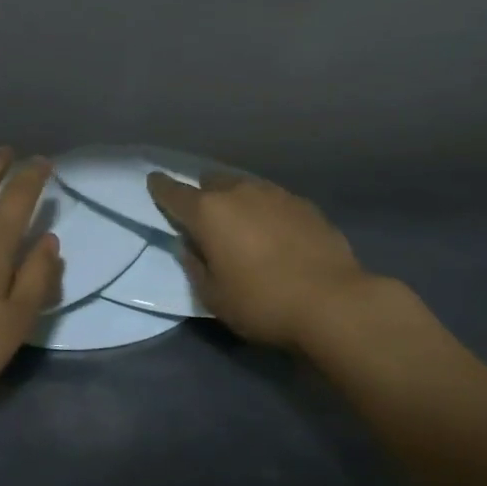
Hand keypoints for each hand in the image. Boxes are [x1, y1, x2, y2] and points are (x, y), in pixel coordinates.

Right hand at [147, 171, 377, 350]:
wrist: (332, 302)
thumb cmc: (262, 303)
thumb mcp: (214, 297)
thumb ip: (195, 267)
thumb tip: (191, 247)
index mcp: (209, 213)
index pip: (174, 192)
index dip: (161, 187)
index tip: (154, 182)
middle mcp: (240, 192)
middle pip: (212, 182)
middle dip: (204, 194)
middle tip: (206, 217)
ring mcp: (276, 194)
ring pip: (246, 186)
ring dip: (237, 200)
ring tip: (242, 225)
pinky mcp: (305, 204)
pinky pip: (274, 200)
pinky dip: (266, 211)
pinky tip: (275, 232)